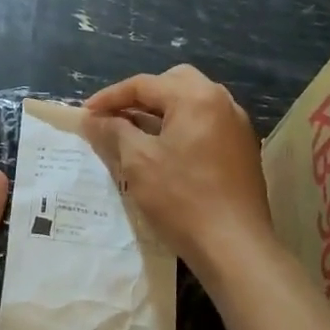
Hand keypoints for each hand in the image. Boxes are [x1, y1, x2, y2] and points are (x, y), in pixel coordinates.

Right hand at [83, 66, 272, 278]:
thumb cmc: (182, 199)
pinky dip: (182, 127)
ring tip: (136, 133)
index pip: (144, 84)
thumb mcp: (138, 162)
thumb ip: (114, 131)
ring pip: (192, 102)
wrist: (235, 247)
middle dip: (141, 96)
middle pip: (173, 83)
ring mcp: (237, 126)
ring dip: (162, 111)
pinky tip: (166, 151)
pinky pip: (206, 123)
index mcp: (196, 97)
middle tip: (116, 117)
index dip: (110, 97)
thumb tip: (93, 118)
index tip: (86, 113)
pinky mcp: (243, 149)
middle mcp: (222, 102)